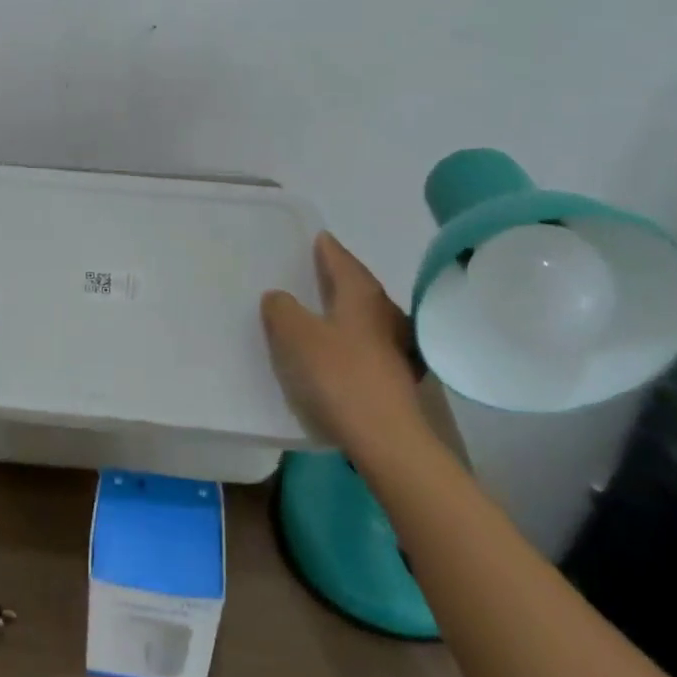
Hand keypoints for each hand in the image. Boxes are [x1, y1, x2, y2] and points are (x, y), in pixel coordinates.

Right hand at [261, 233, 432, 466]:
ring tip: (320, 311)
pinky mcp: (397, 375)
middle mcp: (385, 311)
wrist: (387, 439)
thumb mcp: (296, 337)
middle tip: (313, 271)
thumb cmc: (339, 376)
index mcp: (361, 294)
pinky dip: (351, 337)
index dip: (326, 248)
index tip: (317, 237)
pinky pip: (367, 342)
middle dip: (336, 277)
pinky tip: (338, 350)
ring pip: (365, 315)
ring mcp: (397, 344)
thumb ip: (282, 310)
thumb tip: (279, 296)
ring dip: (344, 309)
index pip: (341, 259)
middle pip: (357, 285)